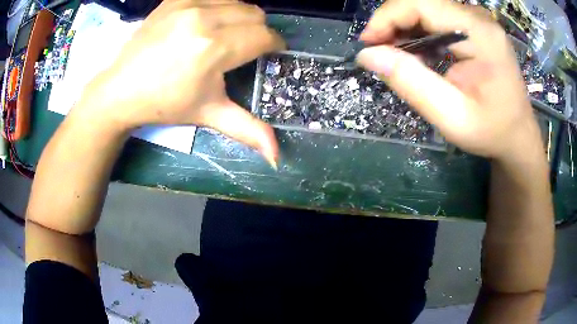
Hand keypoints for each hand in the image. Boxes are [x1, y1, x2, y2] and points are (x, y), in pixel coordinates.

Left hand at [76, 0, 283, 165]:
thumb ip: (247, 130)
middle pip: (254, 14)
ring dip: (240, 16)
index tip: (270, 52)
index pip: (263, 36)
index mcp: (214, 48)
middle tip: (245, 46)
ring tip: (227, 34)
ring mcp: (188, 4)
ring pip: (237, 1)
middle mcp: (204, 18)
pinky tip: (206, 23)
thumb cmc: (164, 104)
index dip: (273, 45)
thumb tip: (277, 157)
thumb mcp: (208, 115)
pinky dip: (219, 6)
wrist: (120, 89)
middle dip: (258, 30)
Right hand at [357, 0, 542, 160]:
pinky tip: (417, 52)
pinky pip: (437, 17)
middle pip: (421, 2)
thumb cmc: (491, 131)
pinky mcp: (474, 26)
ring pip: (426, 8)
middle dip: (393, 23)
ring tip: (396, 56)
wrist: (518, 135)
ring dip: (404, 27)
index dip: (387, 17)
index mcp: (479, 33)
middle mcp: (478, 17)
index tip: (368, 44)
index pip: (420, 3)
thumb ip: (411, 83)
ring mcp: (477, 20)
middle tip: (380, 53)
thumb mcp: (452, 117)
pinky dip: (419, 31)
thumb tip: (368, 55)